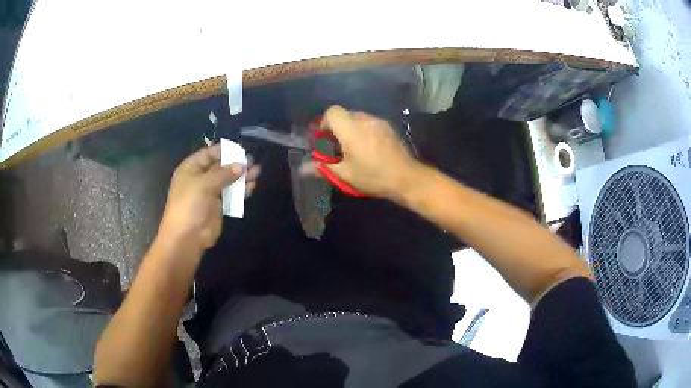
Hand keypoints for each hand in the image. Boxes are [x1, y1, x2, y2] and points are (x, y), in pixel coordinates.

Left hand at [158, 144, 259, 251]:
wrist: (187, 237)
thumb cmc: (190, 205)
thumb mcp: (204, 184)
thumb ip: (224, 173)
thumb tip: (242, 166)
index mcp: (191, 169)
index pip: (209, 153)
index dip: (224, 151)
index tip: (241, 149)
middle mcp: (200, 178)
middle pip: (220, 167)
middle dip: (236, 163)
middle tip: (252, 161)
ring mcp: (209, 193)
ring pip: (228, 181)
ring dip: (241, 176)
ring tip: (257, 172)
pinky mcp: (218, 207)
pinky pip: (231, 195)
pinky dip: (241, 190)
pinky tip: (252, 186)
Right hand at [302, 105, 418, 198]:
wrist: (406, 177)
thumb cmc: (373, 176)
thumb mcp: (346, 174)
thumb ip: (323, 167)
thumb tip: (302, 168)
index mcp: (351, 129)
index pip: (332, 111)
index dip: (324, 122)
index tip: (324, 139)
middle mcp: (365, 120)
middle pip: (344, 114)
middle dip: (337, 127)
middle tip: (336, 146)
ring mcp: (379, 122)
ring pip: (358, 118)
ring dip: (350, 129)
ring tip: (352, 148)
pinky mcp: (389, 127)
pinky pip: (370, 123)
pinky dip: (363, 130)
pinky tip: (367, 148)